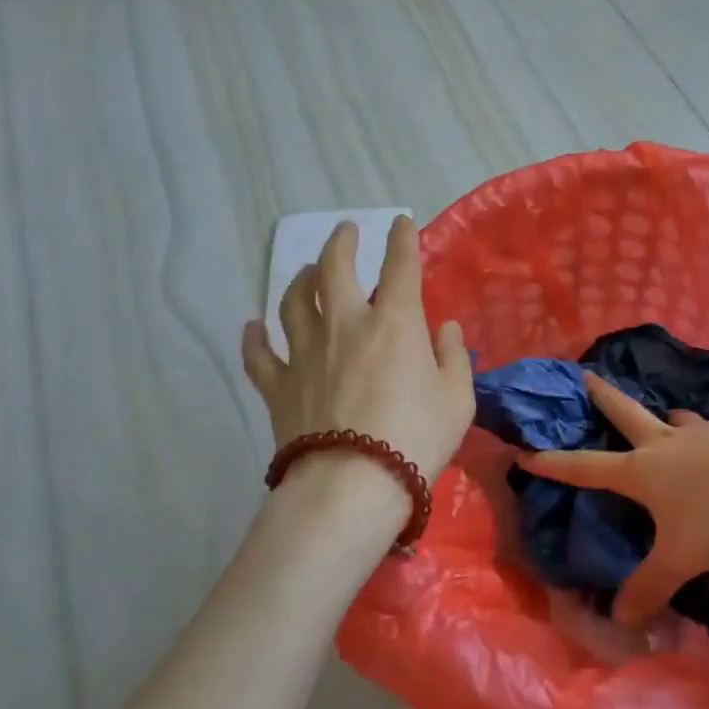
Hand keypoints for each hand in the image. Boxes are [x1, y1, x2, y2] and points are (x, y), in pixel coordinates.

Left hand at [242, 216, 473, 496]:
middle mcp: (345, 324)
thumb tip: (445, 329)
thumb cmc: (416, 438)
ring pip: (294, 301)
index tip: (400, 222)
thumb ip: (453, 357)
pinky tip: (252, 326)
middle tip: (345, 231)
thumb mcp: (457, 398)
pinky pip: (259, 355)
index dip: (402, 239)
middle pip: (334, 269)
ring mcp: (306, 353)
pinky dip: (254, 338)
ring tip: (306, 270)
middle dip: (341, 244)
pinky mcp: (279, 385)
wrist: (352, 485)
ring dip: (300, 279)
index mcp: (394, 322)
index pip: (400, 266)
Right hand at [517, 375, 708, 625]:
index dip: (554, 463)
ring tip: (665, 414)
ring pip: (671, 419)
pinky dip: (702, 431)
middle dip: (603, 397)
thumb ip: (650, 587)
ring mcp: (699, 432)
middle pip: (625, 414)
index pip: (586, 467)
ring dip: (662, 416)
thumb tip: (619, 620)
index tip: (525, 451)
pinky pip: (707, 429)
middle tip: (587, 375)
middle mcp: (663, 444)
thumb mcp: (680, 557)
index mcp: (640, 471)